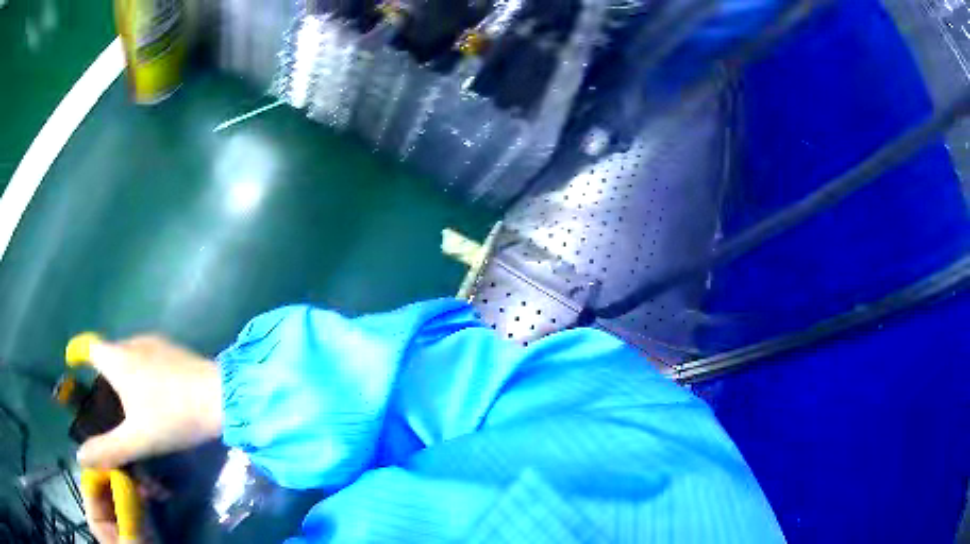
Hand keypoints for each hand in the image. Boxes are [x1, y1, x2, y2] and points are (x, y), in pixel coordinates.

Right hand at [76, 336, 222, 468]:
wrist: (221, 399)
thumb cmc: (172, 417)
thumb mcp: (137, 439)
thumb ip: (107, 449)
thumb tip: (80, 456)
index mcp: (118, 358)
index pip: (89, 346)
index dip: (78, 353)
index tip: (72, 363)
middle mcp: (133, 342)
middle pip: (109, 352)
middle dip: (102, 371)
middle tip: (103, 399)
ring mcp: (156, 343)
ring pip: (130, 354)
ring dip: (124, 372)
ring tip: (127, 401)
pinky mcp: (175, 350)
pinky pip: (148, 357)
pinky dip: (142, 371)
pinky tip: (153, 394)